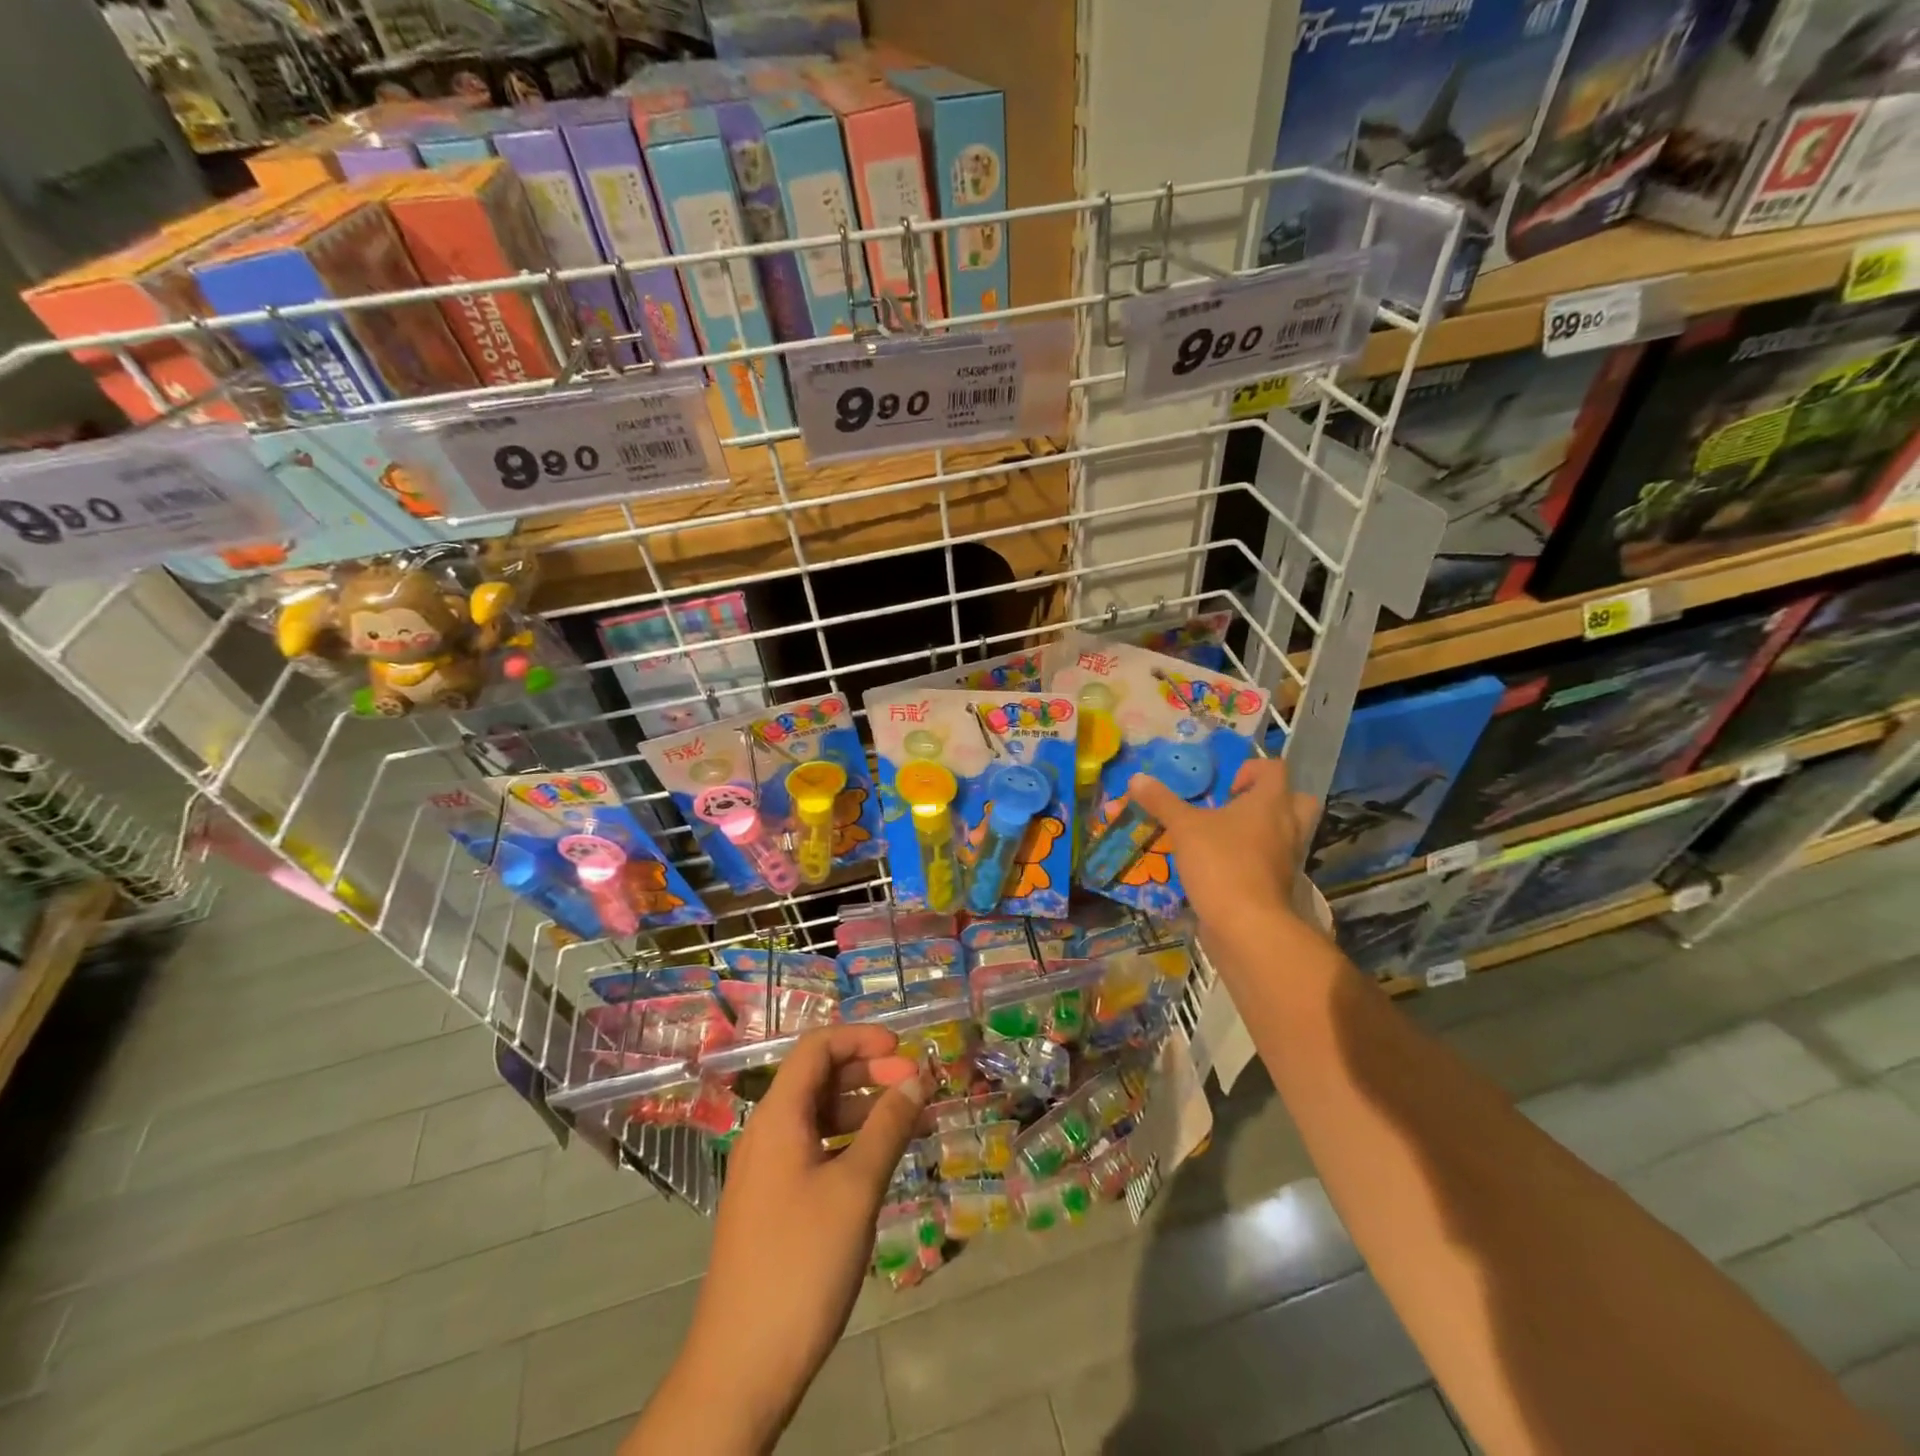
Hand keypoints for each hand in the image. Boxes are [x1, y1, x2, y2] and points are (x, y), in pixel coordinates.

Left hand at [639, 1026, 923, 1451]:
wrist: (740, 1369)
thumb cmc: (801, 1264)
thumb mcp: (855, 1189)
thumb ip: (887, 1127)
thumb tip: (916, 1078)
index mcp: (778, 1117)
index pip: (817, 1047)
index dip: (861, 1038)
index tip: (904, 1051)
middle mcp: (767, 1133)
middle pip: (819, 1078)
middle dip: (870, 1072)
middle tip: (917, 1088)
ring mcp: (767, 1170)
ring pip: (820, 1116)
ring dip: (866, 1110)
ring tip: (914, 1122)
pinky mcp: (773, 1203)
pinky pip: (816, 1150)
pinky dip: (851, 1143)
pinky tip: (884, 1160)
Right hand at [1129, 756, 1320, 954]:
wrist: (1246, 924)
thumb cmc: (1220, 862)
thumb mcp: (1183, 827)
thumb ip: (1162, 802)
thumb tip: (1137, 778)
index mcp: (1271, 802)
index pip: (1275, 769)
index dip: (1252, 769)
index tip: (1226, 787)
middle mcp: (1288, 826)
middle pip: (1298, 800)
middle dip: (1273, 799)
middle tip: (1240, 807)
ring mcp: (1288, 858)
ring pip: (1288, 833)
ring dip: (1265, 830)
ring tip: (1229, 837)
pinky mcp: (1281, 885)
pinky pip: (1274, 862)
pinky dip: (1256, 860)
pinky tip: (1225, 865)